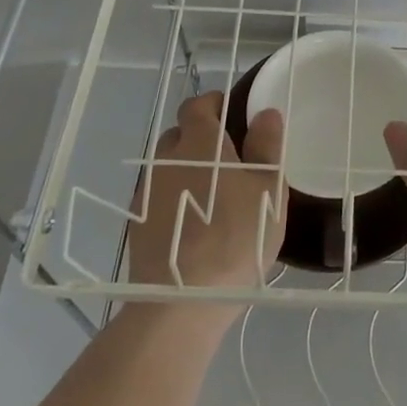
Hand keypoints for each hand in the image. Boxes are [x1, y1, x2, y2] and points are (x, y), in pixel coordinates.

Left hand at [128, 93, 286, 292]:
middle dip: (200, 139)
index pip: (197, 105)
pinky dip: (173, 200)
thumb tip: (265, 113)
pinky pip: (158, 197)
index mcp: (200, 142)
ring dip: (185, 171)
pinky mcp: (137, 223)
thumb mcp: (268, 190)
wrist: (183, 300)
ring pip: (167, 167)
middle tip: (228, 161)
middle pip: (180, 134)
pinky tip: (191, 224)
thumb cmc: (237, 236)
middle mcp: (167, 158)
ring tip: (210, 197)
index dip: (214, 105)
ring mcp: (148, 191)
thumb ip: (267, 147)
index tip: (232, 116)